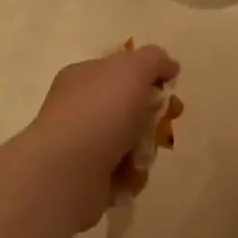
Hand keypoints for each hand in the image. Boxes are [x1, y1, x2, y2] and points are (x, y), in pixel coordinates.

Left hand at [24, 45, 180, 228]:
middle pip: (130, 108)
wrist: (67, 170)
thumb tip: (169, 66)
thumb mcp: (133, 69)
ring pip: (130, 142)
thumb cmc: (100, 111)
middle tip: (165, 125)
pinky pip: (123, 173)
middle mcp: (79, 108)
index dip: (150, 77)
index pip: (121, 70)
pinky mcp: (87, 177)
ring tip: (140, 157)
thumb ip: (154, 60)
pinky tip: (128, 176)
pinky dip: (132, 175)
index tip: (169, 89)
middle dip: (153, 118)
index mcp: (83, 77)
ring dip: (145, 149)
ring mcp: (81, 144)